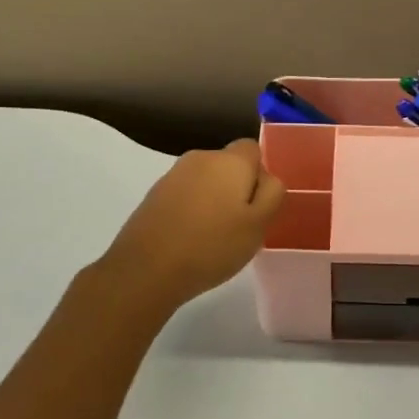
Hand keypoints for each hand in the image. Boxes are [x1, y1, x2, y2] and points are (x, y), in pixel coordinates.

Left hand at [95, 139, 286, 311]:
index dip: (260, 175)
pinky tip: (190, 240)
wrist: (146, 269)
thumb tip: (267, 178)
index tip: (258, 206)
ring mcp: (173, 176)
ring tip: (213, 238)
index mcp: (229, 160)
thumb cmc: (212, 246)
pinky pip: (185, 196)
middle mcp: (200, 158)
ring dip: (214, 201)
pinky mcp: (154, 195)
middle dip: (238, 189)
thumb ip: (272, 194)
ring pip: (206, 182)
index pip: (253, 149)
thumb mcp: (258, 225)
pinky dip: (192, 211)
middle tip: (240, 227)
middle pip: (229, 165)